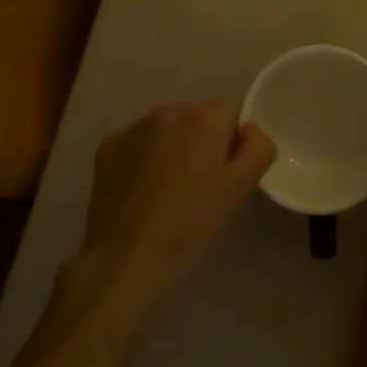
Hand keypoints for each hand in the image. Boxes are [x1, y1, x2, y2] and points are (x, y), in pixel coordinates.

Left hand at [75, 102, 276, 308]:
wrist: (124, 256)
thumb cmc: (188, 224)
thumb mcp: (237, 190)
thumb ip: (258, 149)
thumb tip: (251, 130)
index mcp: (204, 119)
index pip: (231, 109)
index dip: (232, 138)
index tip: (223, 170)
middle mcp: (169, 110)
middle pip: (197, 117)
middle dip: (201, 141)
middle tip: (197, 184)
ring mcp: (134, 126)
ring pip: (166, 128)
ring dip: (171, 147)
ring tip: (166, 189)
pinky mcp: (108, 144)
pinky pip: (137, 142)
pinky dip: (142, 158)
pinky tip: (140, 190)